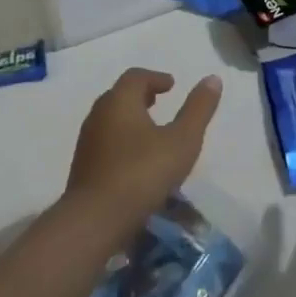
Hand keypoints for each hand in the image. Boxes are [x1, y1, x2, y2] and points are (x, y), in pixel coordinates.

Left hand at [64, 68, 222, 238]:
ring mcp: (87, 142)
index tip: (171, 85)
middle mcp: (99, 114)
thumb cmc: (143, 173)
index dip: (155, 78)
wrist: (95, 219)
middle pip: (119, 95)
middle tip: (159, 101)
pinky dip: (121, 140)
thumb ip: (198, 109)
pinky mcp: (82, 167)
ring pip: (110, 119)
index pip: (136, 77)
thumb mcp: (182, 140)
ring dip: (130, 118)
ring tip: (150, 131)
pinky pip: (104, 141)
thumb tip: (213, 78)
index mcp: (120, 101)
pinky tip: (135, 159)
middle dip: (140, 95)